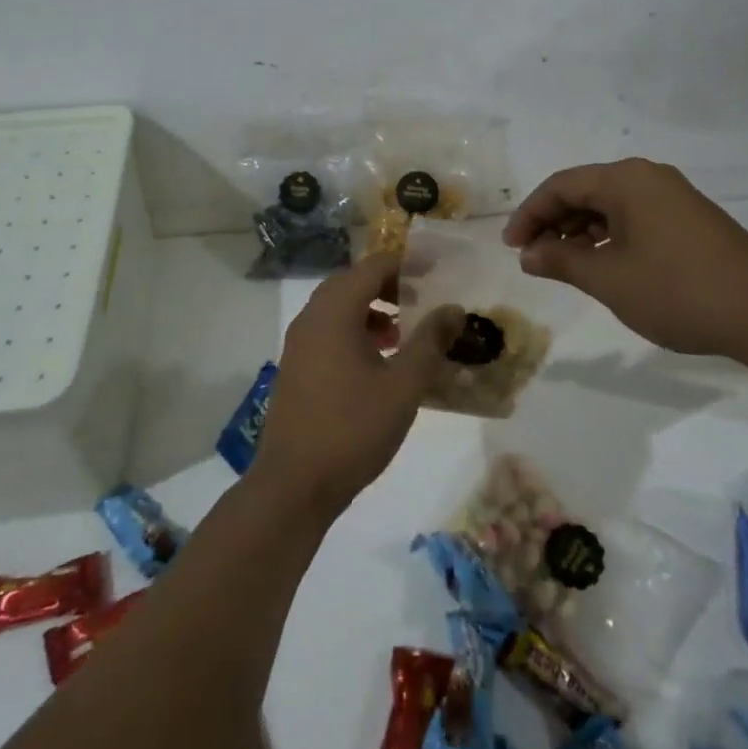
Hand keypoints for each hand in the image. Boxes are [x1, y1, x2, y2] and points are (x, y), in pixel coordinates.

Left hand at [251, 253, 461, 519]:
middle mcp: (311, 317)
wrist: (294, 485)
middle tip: (423, 297)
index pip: (372, 267)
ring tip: (405, 330)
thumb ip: (430, 342)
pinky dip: (355, 330)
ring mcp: (299, 343)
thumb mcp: (403, 386)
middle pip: (353, 282)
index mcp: (334, 312)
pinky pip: (329, 330)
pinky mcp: (296, 366)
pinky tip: (379, 360)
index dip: (406, 264)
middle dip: (389, 284)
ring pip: (339, 307)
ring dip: (372, 308)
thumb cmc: (352, 429)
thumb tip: (453, 308)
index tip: (437, 271)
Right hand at [502, 158, 747, 358]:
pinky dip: (610, 236)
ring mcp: (674, 197)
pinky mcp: (691, 218)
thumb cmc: (677, 291)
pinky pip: (635, 216)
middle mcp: (649, 177)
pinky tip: (603, 263)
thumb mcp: (608, 279)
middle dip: (553, 222)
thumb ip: (561, 261)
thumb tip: (528, 254)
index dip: (529, 214)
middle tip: (532, 255)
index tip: (511, 247)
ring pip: (611, 205)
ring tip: (563, 263)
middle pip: (586, 191)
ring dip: (581, 230)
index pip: (561, 186)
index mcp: (626, 180)